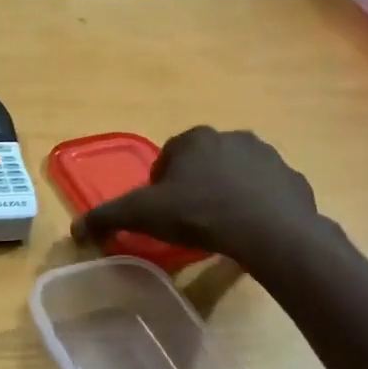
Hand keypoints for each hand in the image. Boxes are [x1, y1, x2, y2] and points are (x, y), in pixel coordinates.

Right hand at [71, 126, 330, 268]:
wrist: (269, 231)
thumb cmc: (199, 214)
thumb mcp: (143, 215)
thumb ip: (107, 217)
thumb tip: (75, 229)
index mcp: (194, 139)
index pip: (168, 157)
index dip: (161, 185)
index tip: (163, 212)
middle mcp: (231, 137)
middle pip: (202, 162)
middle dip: (195, 185)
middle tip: (190, 220)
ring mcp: (267, 156)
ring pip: (236, 174)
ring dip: (226, 192)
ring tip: (221, 226)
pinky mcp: (292, 179)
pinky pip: (267, 190)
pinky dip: (257, 204)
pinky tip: (250, 229)